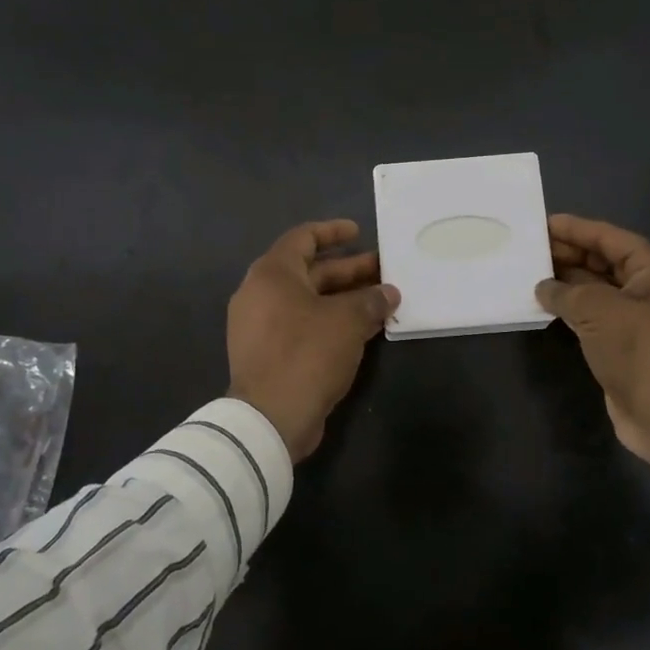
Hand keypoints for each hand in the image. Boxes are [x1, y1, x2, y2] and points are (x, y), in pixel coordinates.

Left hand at [227, 219, 400, 460]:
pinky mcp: (267, 354)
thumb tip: (389, 293)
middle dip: (348, 270)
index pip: (303, 238)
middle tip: (384, 271)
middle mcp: (260, 293)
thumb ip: (371, 300)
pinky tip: (362, 330)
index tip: (359, 232)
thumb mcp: (347, 321)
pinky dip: (330, 322)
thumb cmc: (307, 353)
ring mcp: (260, 326)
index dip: (333, 232)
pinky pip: (302, 325)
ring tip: (381, 300)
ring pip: (308, 301)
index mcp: (272, 274)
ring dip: (344, 299)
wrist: (270, 418)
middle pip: (310, 271)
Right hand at [536, 214, 649, 469]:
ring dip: (566, 281)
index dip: (574, 229)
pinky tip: (543, 303)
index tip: (541, 223)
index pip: (608, 237)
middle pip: (603, 260)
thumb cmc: (641, 350)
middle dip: (567, 253)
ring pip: (596, 288)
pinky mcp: (624, 344)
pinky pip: (592, 315)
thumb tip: (543, 287)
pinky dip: (570, 307)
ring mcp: (637, 318)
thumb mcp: (599, 309)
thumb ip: (566, 291)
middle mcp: (649, 288)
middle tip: (529, 248)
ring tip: (529, 272)